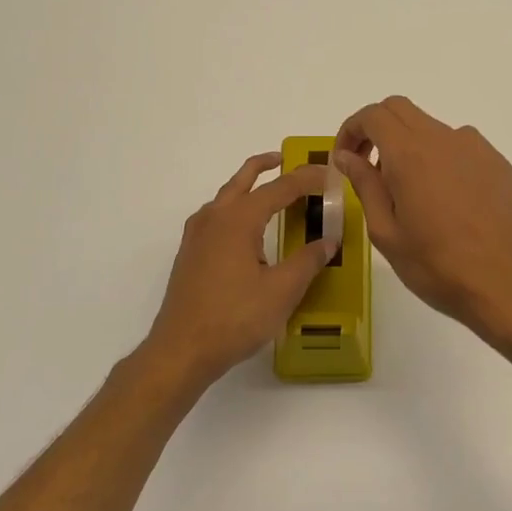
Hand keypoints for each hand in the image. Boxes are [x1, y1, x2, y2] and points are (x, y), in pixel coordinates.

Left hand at [143, 153, 338, 387]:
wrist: (181, 349)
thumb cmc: (235, 317)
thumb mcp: (282, 290)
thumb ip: (308, 261)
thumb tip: (329, 241)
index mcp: (239, 219)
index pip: (280, 188)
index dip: (307, 179)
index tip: (330, 175)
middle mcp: (214, 218)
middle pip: (243, 180)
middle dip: (266, 166)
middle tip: (287, 160)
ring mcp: (197, 235)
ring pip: (226, 196)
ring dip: (248, 186)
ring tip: (270, 192)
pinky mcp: (190, 254)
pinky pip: (216, 216)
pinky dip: (235, 208)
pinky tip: (246, 229)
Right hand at [333, 97, 511, 336]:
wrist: (500, 283)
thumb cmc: (434, 265)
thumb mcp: (385, 231)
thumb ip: (364, 184)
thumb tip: (346, 156)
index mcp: (410, 153)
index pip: (373, 115)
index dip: (351, 130)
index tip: (345, 159)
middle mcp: (444, 139)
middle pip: (401, 110)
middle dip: (377, 129)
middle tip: (369, 167)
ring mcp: (475, 148)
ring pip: (431, 127)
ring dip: (410, 145)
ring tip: (409, 191)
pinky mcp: (497, 163)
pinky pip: (459, 146)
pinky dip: (440, 158)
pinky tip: (444, 198)